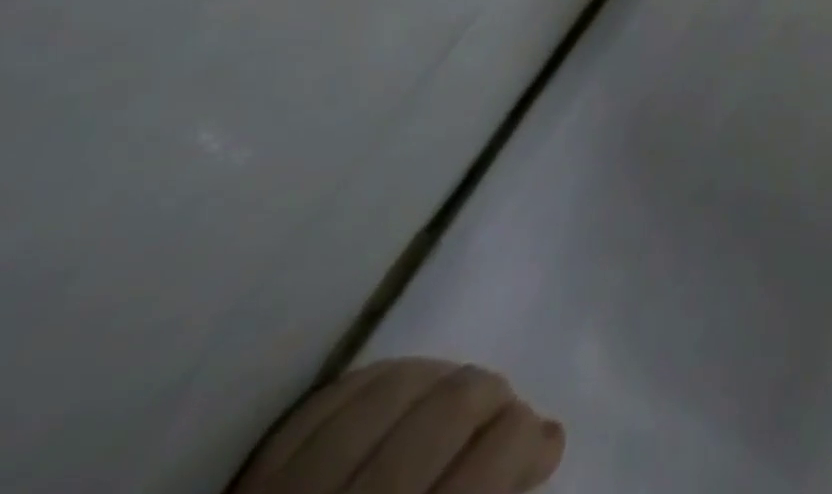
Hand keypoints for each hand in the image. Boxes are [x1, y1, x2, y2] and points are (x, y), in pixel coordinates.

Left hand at [232, 358, 563, 493]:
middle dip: (494, 397)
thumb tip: (550, 435)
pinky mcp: (250, 487)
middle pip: (455, 403)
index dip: (529, 437)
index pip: (498, 450)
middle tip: (499, 422)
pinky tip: (397, 398)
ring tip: (450, 404)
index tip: (540, 450)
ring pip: (397, 385)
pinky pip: (329, 400)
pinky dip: (377, 384)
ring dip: (440, 380)